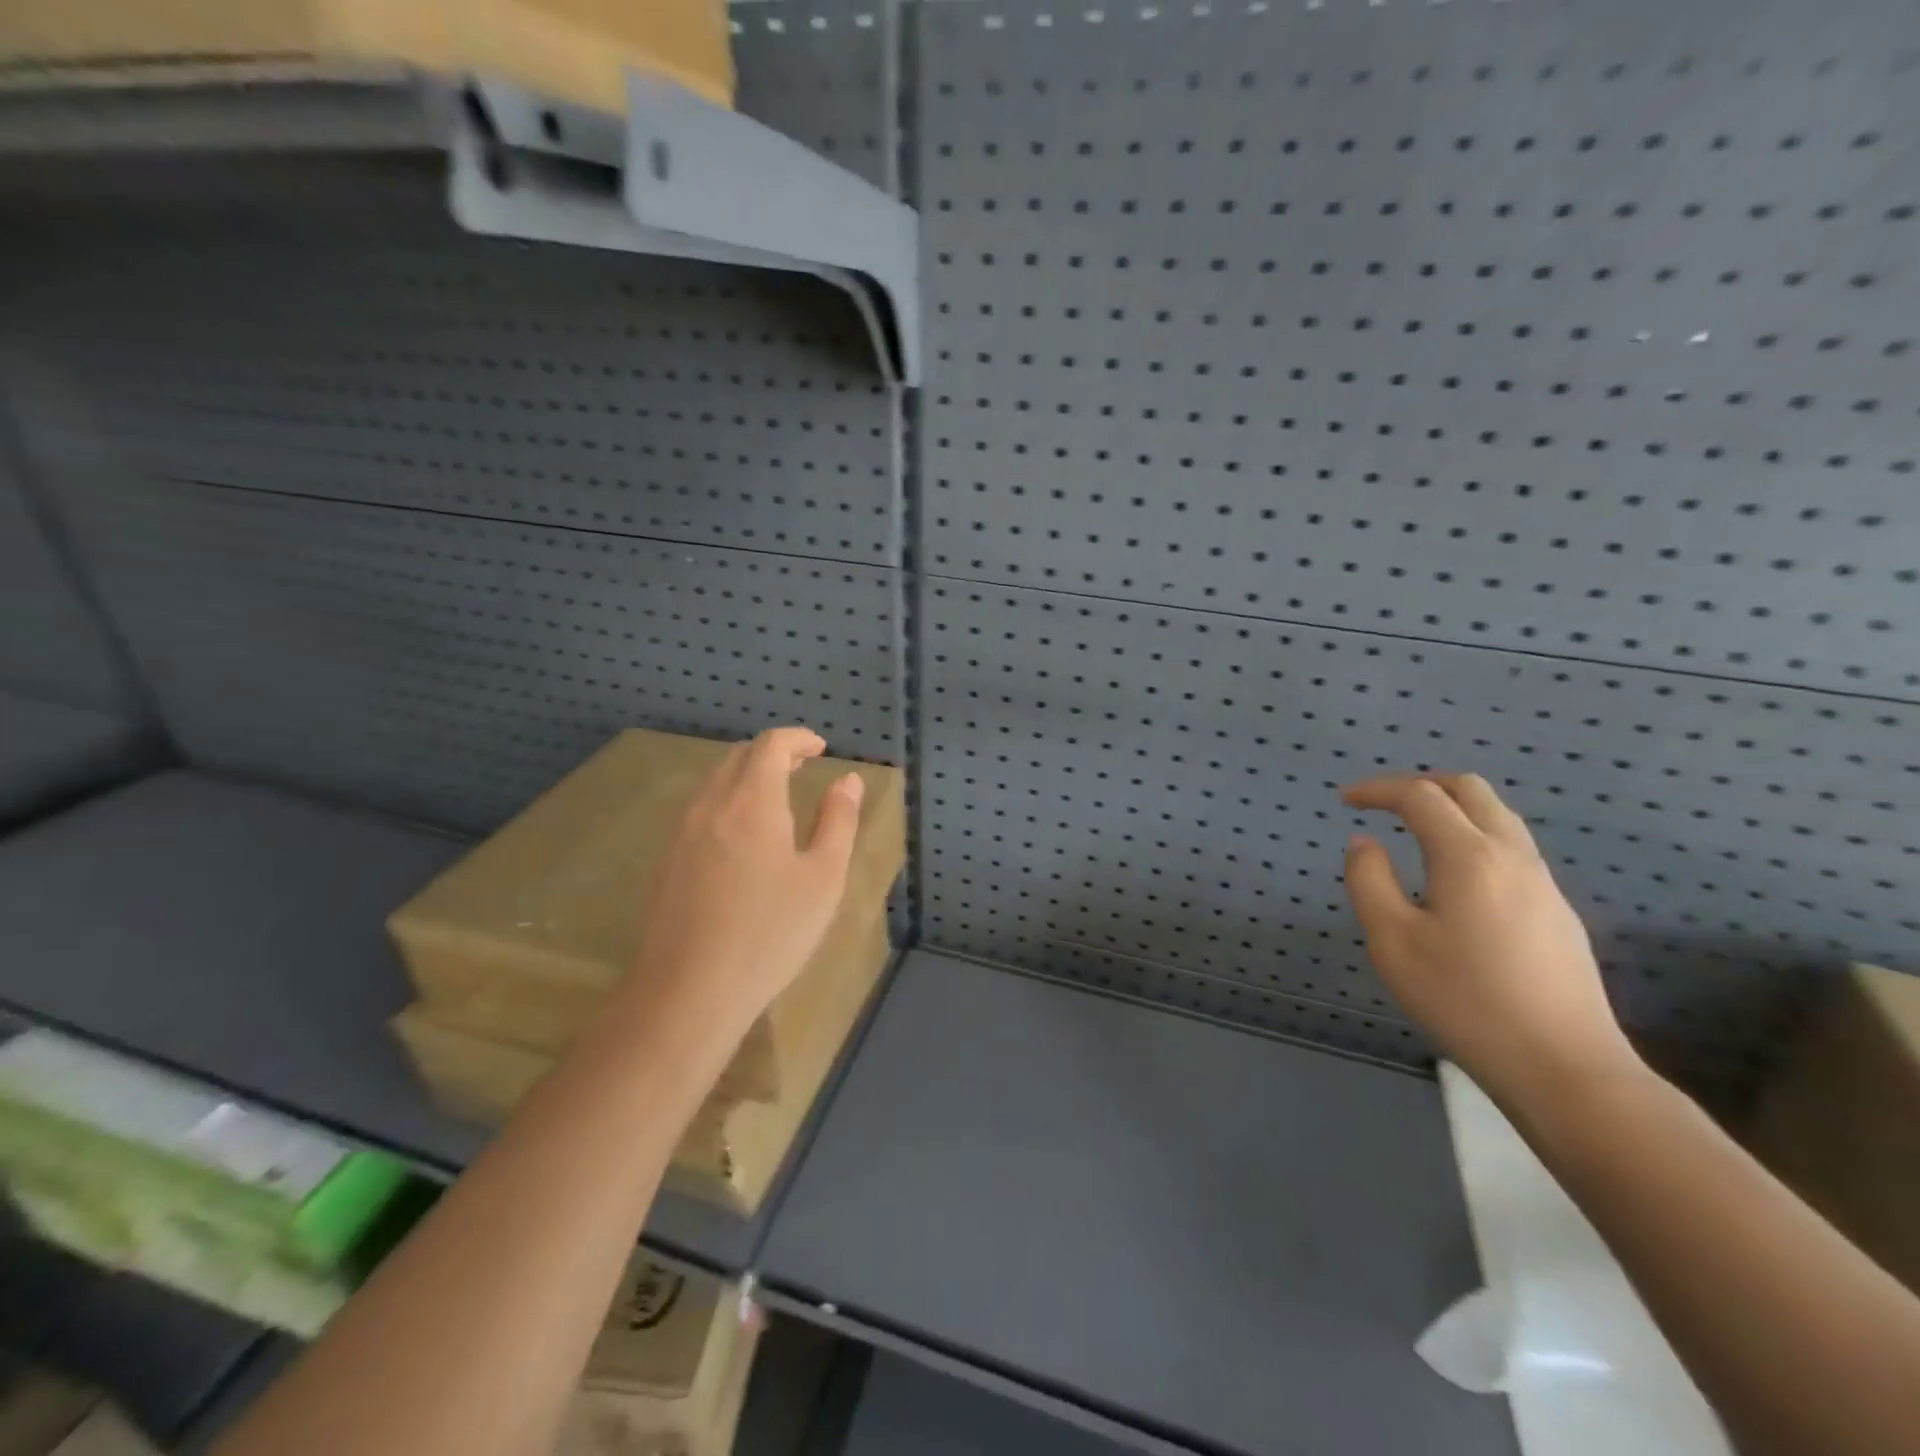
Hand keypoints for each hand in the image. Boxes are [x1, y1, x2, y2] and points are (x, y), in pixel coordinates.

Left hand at [632, 726, 863, 1036]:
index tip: (821, 748)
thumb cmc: (770, 932)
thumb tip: (848, 781)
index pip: (770, 745)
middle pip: (739, 757)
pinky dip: (729, 801)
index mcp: (752, 801)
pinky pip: (701, 810)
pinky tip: (744, 836)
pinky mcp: (667, 861)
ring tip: (777, 797)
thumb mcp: (823, 877)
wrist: (689, 991)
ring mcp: (682, 833)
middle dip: (773, 753)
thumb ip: (838, 821)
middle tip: (803, 767)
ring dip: (748, 776)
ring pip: (716, 783)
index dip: (798, 738)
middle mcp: (711, 805)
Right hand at [1341, 773, 1640, 1106]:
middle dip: (1421, 785)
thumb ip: (1368, 881)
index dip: (1378, 789)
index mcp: (1468, 857)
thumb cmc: (1464, 1000)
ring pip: (1498, 816)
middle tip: (1383, 803)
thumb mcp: (1391, 941)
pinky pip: (1512, 848)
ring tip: (1414, 830)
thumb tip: (1364, 843)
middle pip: (1470, 790)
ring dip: (1452, 808)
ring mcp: (1543, 883)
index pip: (1420, 796)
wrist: (1565, 1067)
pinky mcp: (1557, 911)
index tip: (1346, 800)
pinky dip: (1473, 836)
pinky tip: (1454, 876)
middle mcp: (1512, 856)